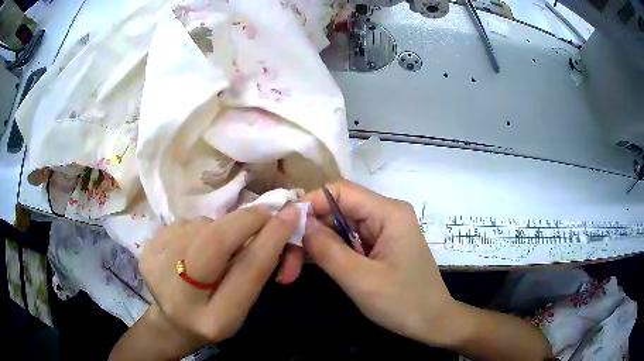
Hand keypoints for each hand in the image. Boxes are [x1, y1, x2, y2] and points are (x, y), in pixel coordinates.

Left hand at [139, 206, 299, 345]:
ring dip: (220, 228)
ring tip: (219, 246)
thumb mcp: (242, 306)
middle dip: (246, 219)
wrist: (172, 322)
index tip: (289, 215)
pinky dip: (199, 228)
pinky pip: (184, 223)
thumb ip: (254, 269)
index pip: (247, 271)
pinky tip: (194, 247)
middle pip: (215, 241)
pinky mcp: (147, 250)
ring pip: (201, 226)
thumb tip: (274, 223)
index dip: (271, 239)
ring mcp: (156, 268)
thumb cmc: (214, 317)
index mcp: (215, 319)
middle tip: (265, 212)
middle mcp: (180, 295)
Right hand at [299, 180, 461, 347]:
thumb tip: (301, 224)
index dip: (310, 204)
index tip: (285, 229)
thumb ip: (329, 250)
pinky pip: (347, 240)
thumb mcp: (362, 280)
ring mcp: (383, 230)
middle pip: (336, 209)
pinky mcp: (379, 245)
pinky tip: (309, 266)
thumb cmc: (403, 303)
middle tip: (286, 264)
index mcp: (389, 213)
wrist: (432, 322)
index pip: (340, 191)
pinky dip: (327, 253)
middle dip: (309, 232)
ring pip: (338, 226)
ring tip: (291, 271)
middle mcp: (386, 214)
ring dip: (315, 245)